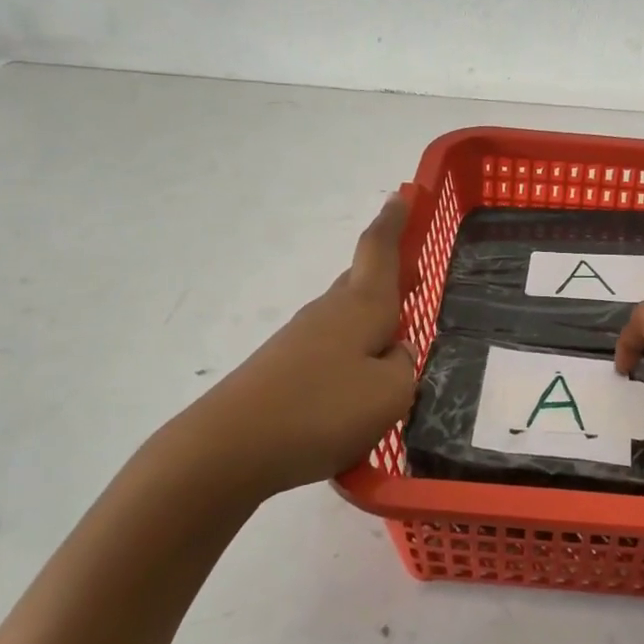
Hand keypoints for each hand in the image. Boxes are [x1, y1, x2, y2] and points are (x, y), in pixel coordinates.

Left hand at [145, 194, 416, 497]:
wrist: (227, 448)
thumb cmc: (321, 410)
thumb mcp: (390, 394)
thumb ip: (404, 368)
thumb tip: (393, 354)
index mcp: (360, 306)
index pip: (378, 250)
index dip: (393, 222)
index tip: (402, 194)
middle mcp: (328, 313)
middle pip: (361, 282)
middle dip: (388, 276)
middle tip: (415, 280)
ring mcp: (300, 341)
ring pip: (346, 319)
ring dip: (371, 321)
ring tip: (395, 345)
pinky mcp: (282, 372)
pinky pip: (329, 353)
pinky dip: (351, 358)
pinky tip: (357, 394)